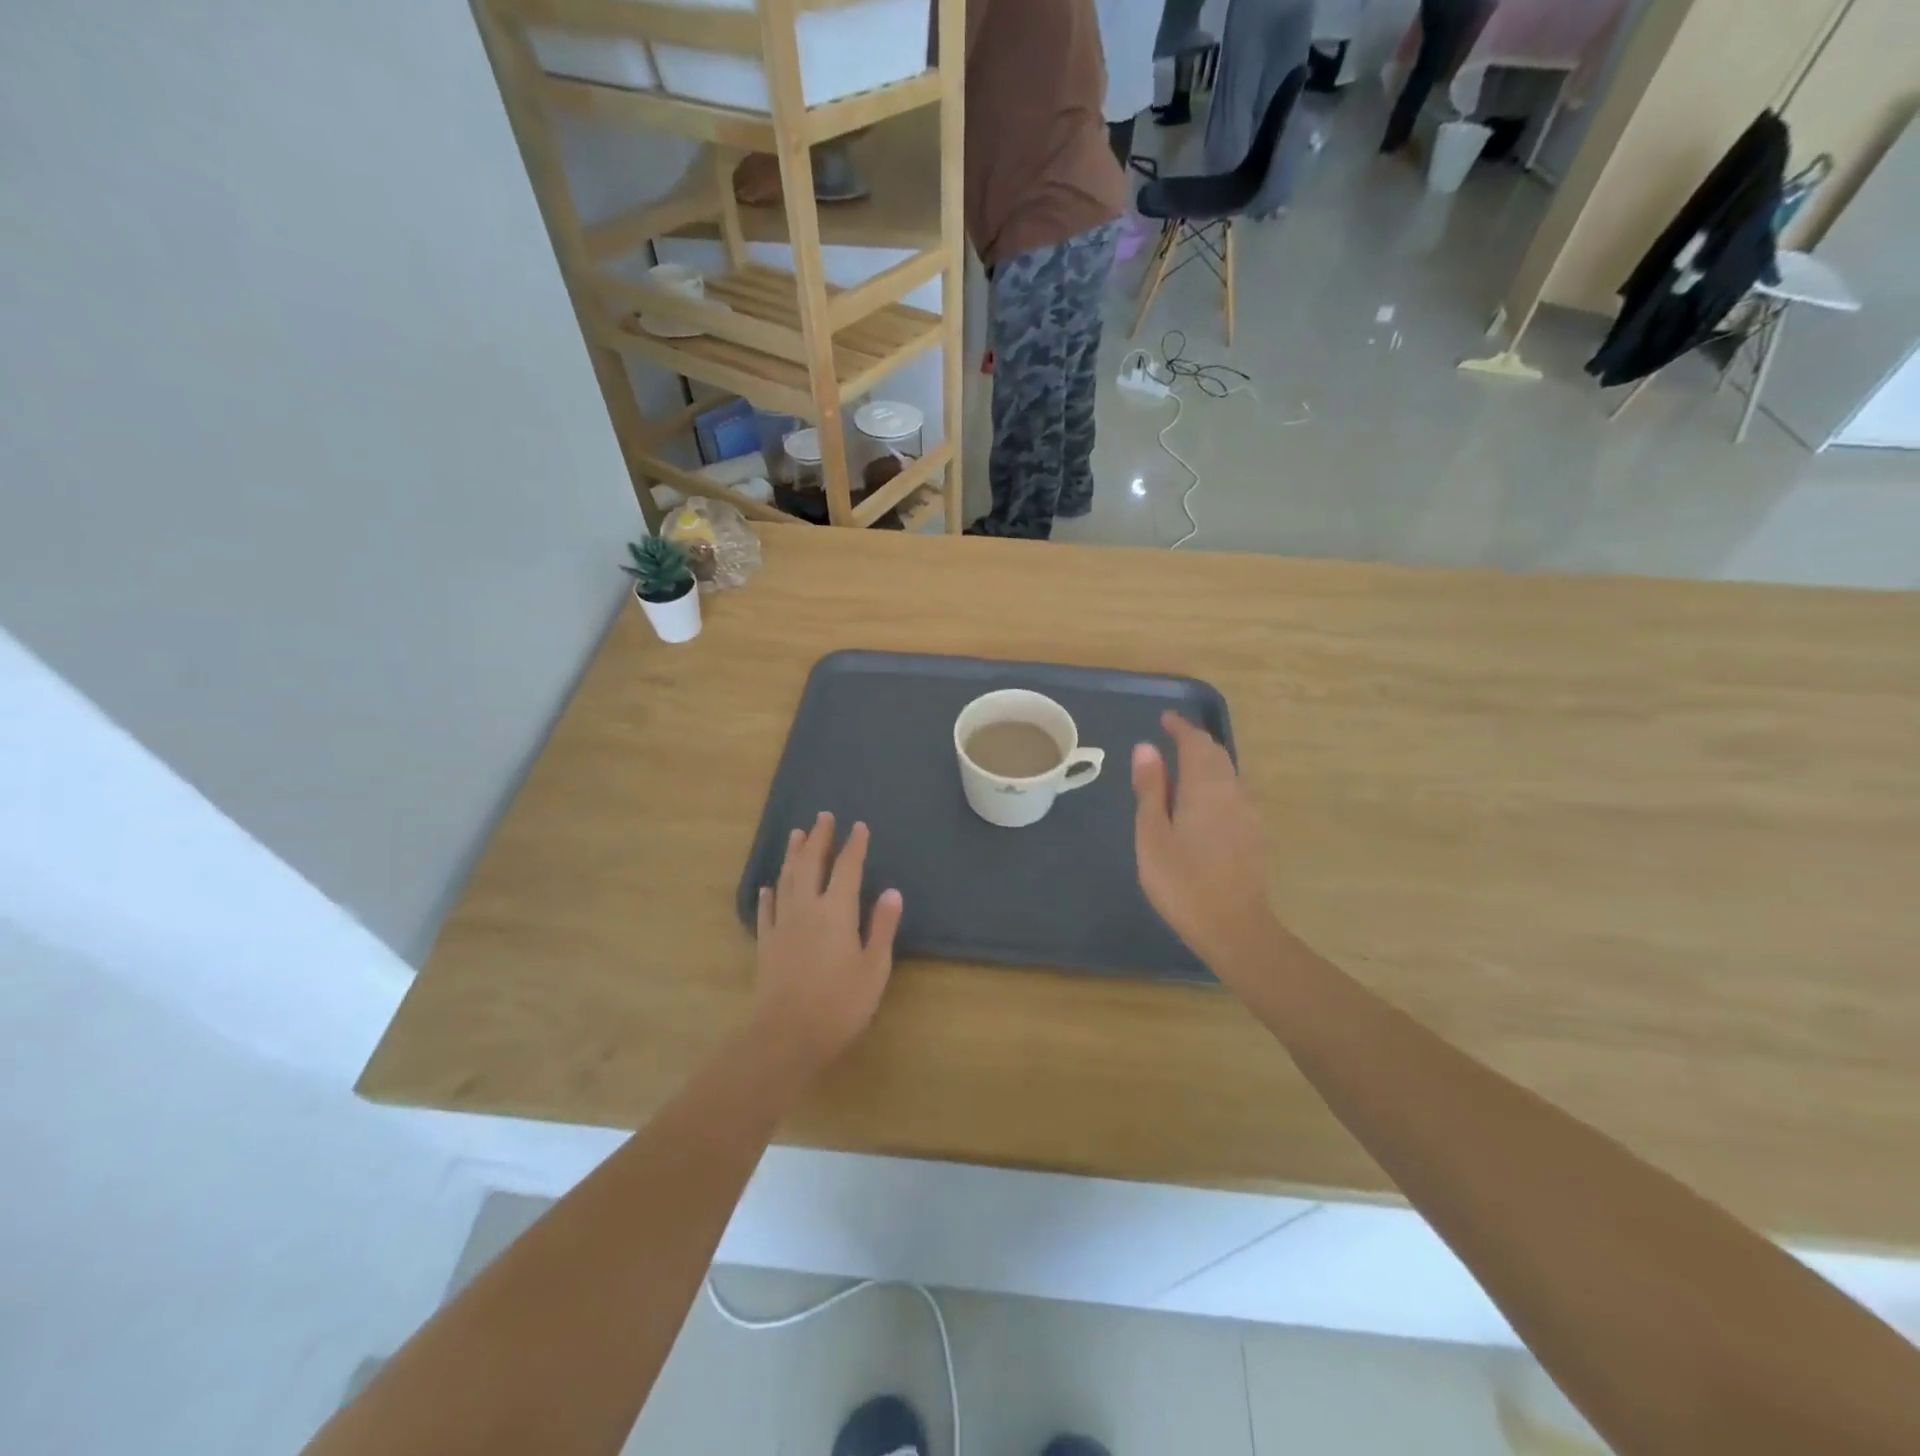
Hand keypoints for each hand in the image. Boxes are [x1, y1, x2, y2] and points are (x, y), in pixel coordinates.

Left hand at [752, 812, 903, 1068]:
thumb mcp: (873, 968)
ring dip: (792, 855)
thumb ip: (881, 927)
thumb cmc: (839, 1004)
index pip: (847, 868)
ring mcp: (782, 925)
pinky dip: (769, 894)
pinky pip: (766, 910)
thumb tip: (891, 892)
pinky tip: (768, 885)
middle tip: (823, 816)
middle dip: (819, 839)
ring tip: (796, 834)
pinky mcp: (766, 944)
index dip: (854, 846)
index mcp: (836, 911)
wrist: (786, 1035)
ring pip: (786, 880)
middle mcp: (806, 908)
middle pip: (811, 864)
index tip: (859, 826)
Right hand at [1133, 712, 1276, 981]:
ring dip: (1208, 761)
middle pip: (1217, 754)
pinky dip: (1216, 782)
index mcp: (1205, 787)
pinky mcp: (1254, 834)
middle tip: (1172, 738)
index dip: (1181, 728)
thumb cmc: (1182, 881)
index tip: (1165, 719)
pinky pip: (1234, 792)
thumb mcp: (1153, 834)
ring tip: (1184, 765)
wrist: (1234, 927)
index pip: (1196, 743)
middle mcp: (1233, 791)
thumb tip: (1147, 748)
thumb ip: (1150, 789)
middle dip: (1195, 741)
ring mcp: (1248, 813)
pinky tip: (1203, 800)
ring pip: (1228, 773)